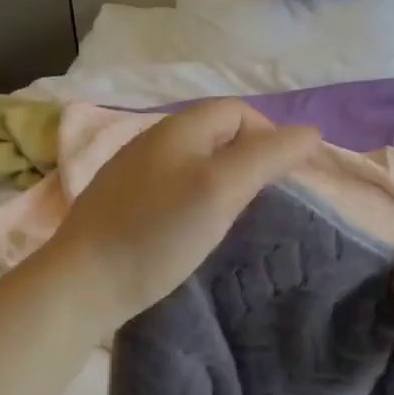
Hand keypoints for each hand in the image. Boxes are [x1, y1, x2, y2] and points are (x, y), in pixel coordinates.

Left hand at [43, 100, 319, 330]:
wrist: (82, 282)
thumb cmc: (158, 232)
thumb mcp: (222, 189)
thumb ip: (268, 157)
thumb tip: (311, 133)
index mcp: (179, 128)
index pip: (239, 111)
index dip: (270, 136)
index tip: (282, 180)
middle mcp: (154, 140)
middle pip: (217, 134)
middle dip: (248, 158)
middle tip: (261, 201)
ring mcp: (133, 171)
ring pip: (194, 161)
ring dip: (222, 180)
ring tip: (232, 218)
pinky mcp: (122, 202)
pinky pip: (172, 186)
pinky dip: (195, 199)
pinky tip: (192, 229)